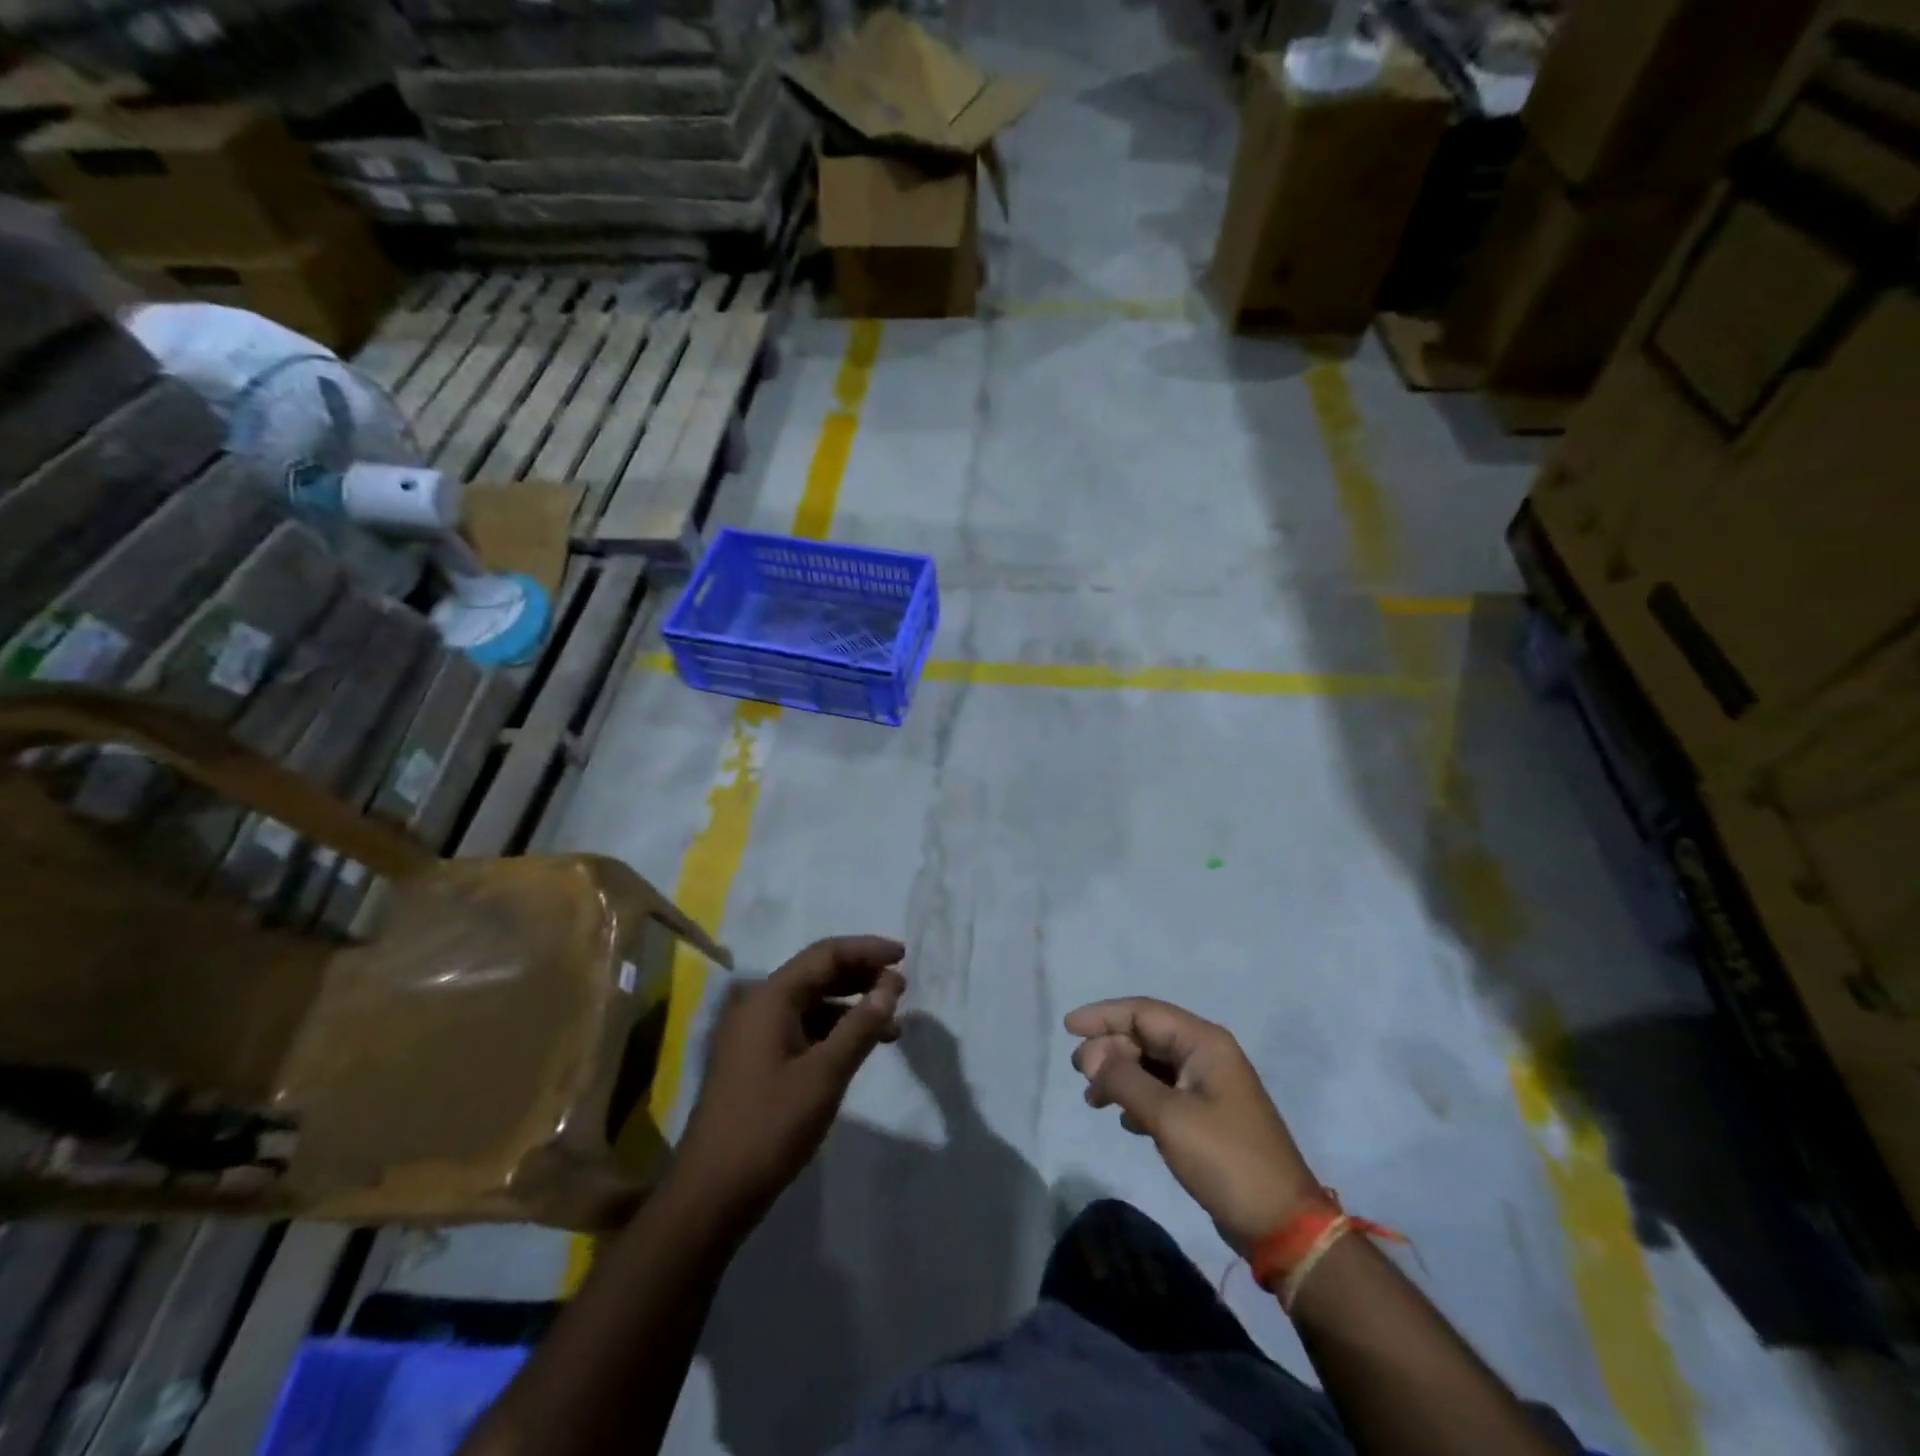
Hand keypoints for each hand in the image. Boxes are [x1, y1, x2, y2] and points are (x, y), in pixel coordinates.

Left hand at [673, 936, 905, 1223]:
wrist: (712, 1193)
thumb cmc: (770, 1126)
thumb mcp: (825, 1075)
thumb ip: (860, 1026)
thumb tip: (890, 987)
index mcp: (770, 998)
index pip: (825, 955)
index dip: (867, 950)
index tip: (904, 956)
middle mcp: (759, 1006)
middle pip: (817, 974)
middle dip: (861, 976)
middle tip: (901, 988)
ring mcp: (755, 1034)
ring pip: (812, 1003)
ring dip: (851, 1006)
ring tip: (891, 1024)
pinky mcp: (757, 1060)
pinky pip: (803, 1028)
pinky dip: (834, 1030)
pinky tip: (858, 1048)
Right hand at [1067, 997, 1319, 1254]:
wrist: (1281, 1224)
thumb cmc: (1225, 1159)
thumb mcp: (1168, 1117)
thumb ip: (1124, 1079)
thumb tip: (1091, 1055)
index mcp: (1204, 1043)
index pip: (1143, 1012)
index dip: (1103, 1016)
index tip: (1068, 1028)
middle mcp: (1206, 1054)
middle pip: (1145, 1036)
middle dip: (1109, 1049)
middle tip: (1079, 1074)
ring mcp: (1207, 1085)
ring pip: (1150, 1064)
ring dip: (1119, 1075)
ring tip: (1093, 1099)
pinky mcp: (1206, 1114)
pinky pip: (1161, 1091)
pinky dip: (1137, 1097)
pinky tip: (1123, 1119)